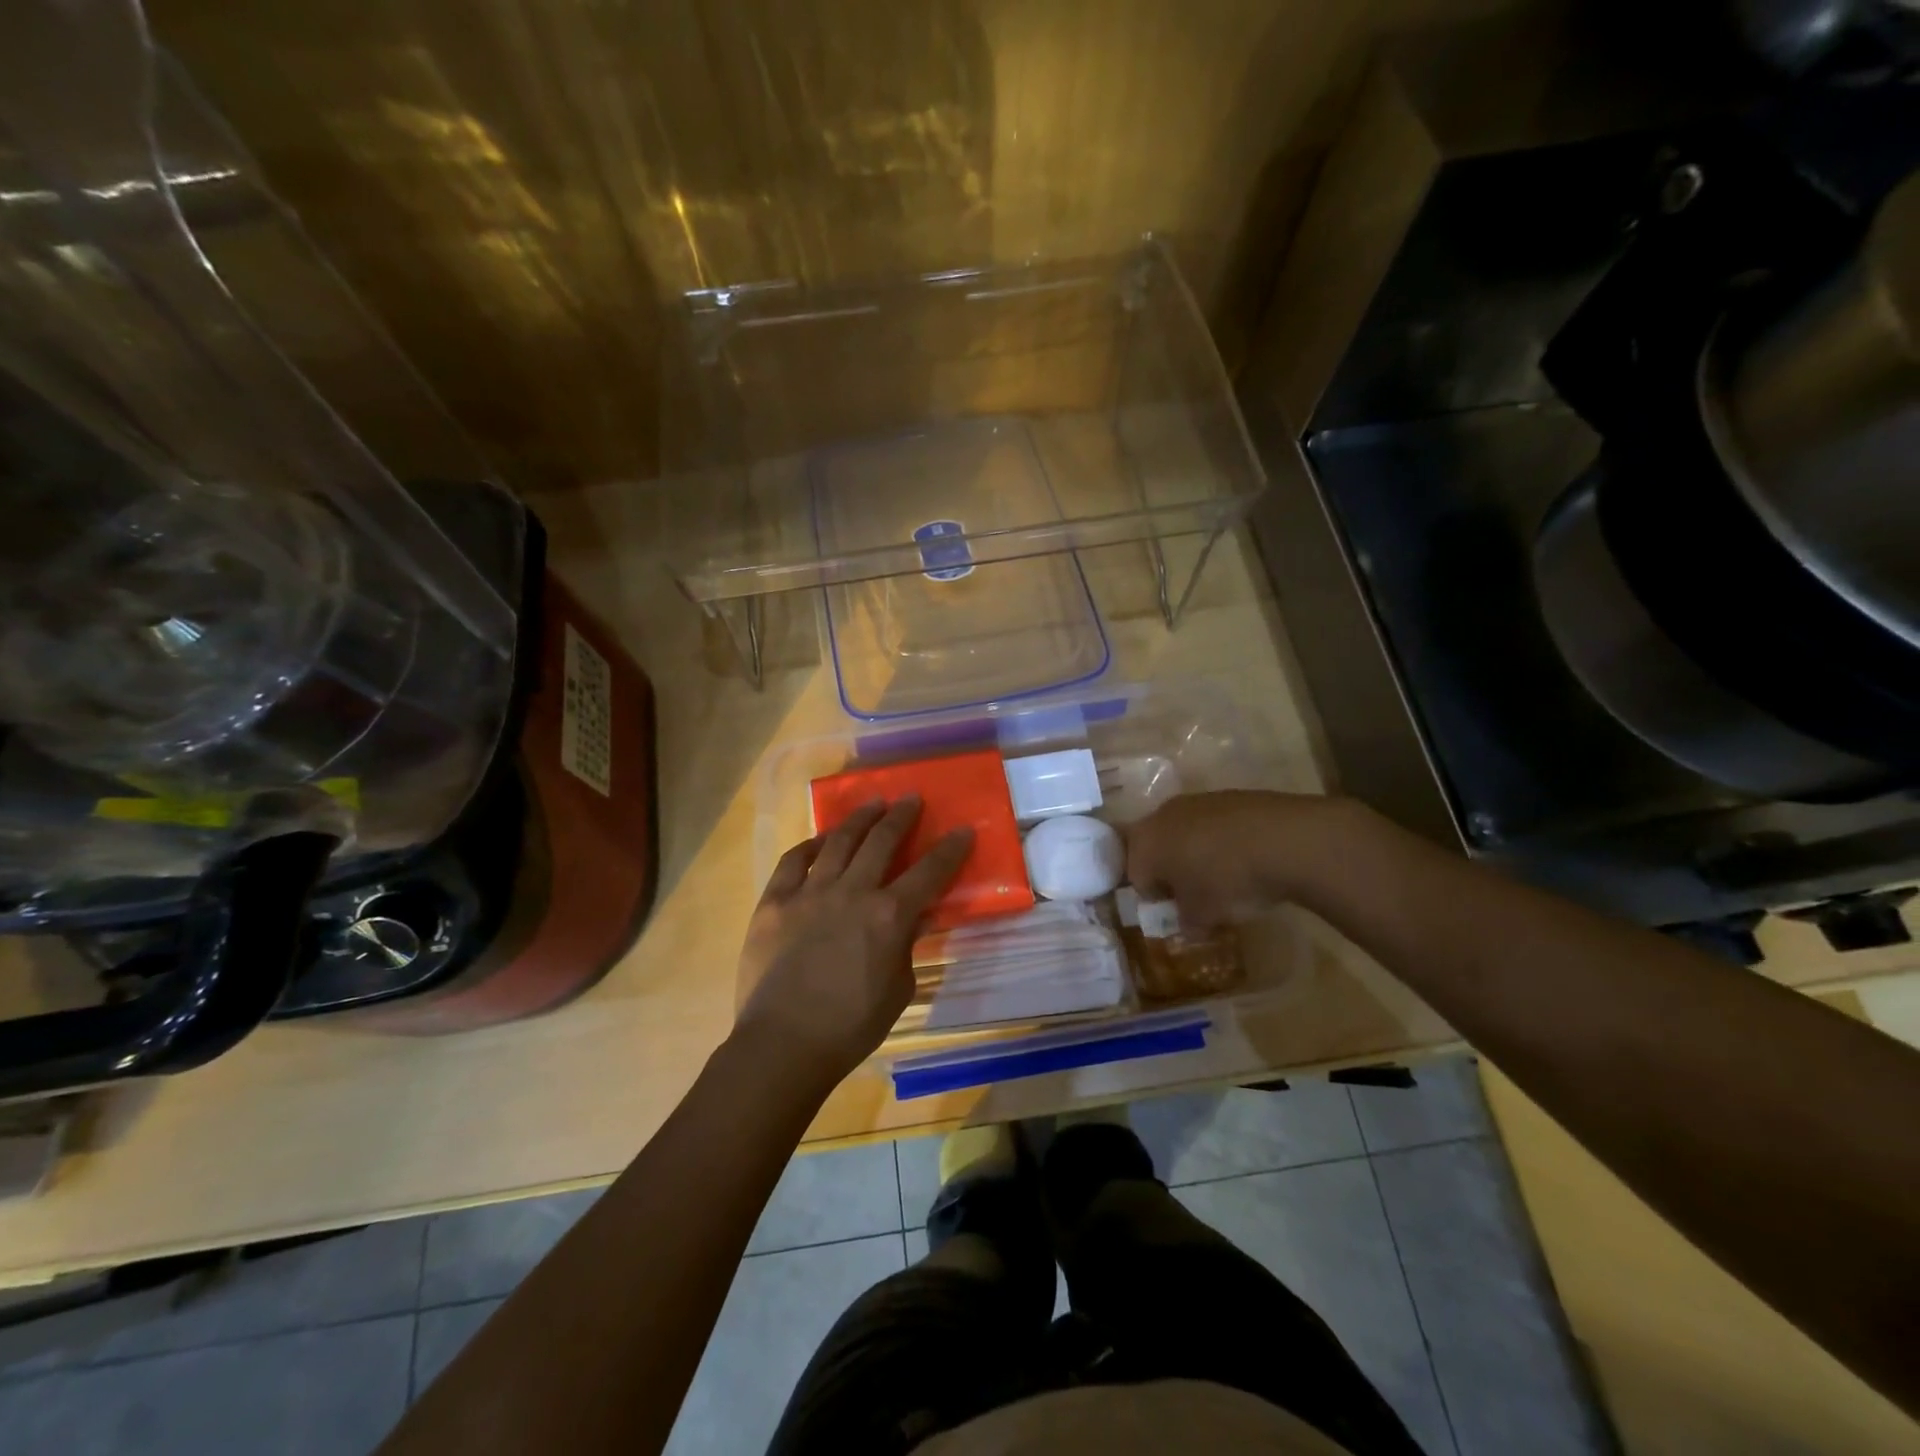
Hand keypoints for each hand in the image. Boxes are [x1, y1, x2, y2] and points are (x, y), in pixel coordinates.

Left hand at [734, 798, 972, 1088]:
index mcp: (889, 916)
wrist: (784, 1044)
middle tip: (910, 798)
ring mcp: (809, 893)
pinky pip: (793, 862)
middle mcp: (852, 892)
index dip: (950, 849)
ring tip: (872, 803)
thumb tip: (912, 919)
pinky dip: (809, 846)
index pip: (929, 872)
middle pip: (881, 841)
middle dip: (901, 816)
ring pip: (838, 841)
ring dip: (859, 819)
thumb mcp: (898, 989)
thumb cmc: (851, 1027)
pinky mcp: (774, 902)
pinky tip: (820, 840)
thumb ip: (905, 947)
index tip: (962, 829)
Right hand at [1124, 790, 1352, 926]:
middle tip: (1195, 895)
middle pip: (1156, 848)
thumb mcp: (1204, 916)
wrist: (1285, 841)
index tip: (1176, 914)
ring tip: (1224, 877)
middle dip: (1171, 872)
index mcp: (1144, 844)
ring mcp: (1196, 801)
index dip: (1154, 899)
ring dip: (1196, 854)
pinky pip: (1214, 824)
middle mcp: (1162, 816)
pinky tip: (1245, 858)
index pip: (1136, 876)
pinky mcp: (1229, 796)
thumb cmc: (1227, 881)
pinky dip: (1222, 841)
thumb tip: (1188, 923)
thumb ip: (1187, 921)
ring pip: (1185, 833)